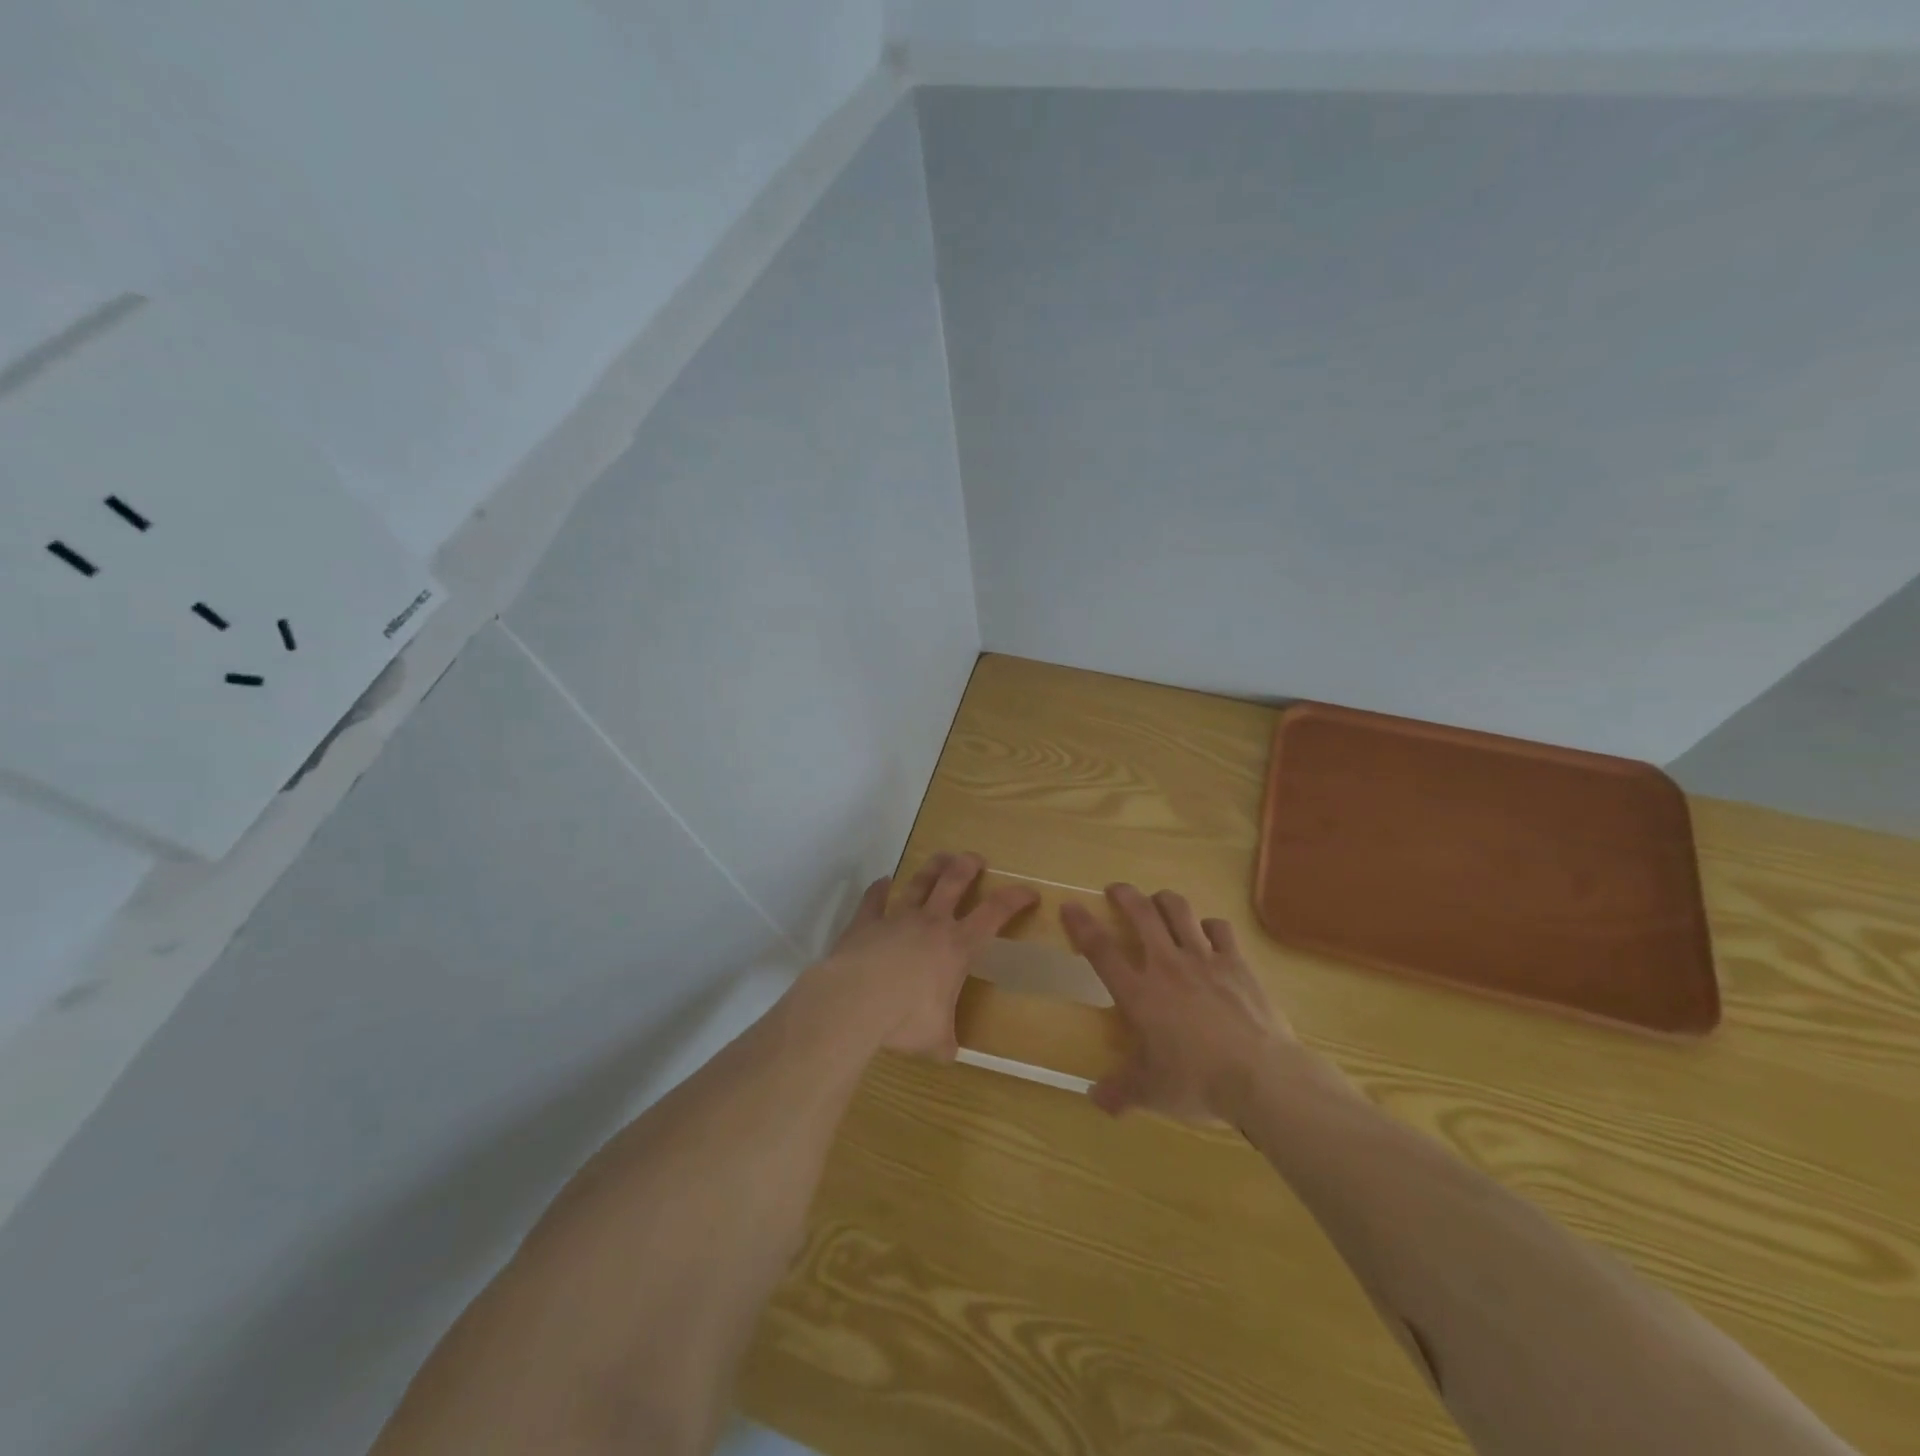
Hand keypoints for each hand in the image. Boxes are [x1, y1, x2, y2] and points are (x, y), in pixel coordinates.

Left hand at [810, 852, 1037, 1059]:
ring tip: (941, 857)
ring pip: (918, 882)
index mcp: (957, 946)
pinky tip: (882, 882)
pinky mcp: (865, 922)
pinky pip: (874, 900)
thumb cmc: (905, 1019)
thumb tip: (948, 1053)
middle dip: (968, 866)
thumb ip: (944, 1041)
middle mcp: (930, 923)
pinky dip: (879, 889)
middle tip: (976, 859)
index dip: (1015, 898)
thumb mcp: (935, 1039)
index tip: (1029, 892)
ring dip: (932, 867)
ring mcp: (896, 918)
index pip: (995, 913)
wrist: (855, 1001)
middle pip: (954, 881)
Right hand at [1062, 884, 1297, 1122]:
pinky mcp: (1236, 962)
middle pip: (1141, 914)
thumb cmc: (1198, 1082)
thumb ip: (1120, 1092)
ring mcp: (1204, 959)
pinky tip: (1207, 932)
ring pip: (1179, 910)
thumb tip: (1094, 1099)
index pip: (1101, 950)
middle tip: (1116, 889)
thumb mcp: (1152, 1094)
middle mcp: (1167, 965)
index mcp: (1139, 993)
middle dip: (1125, 895)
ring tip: (1158, 900)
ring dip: (1164, 900)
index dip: (1082, 925)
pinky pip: (1219, 928)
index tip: (1070, 906)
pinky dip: (1209, 925)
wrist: (1261, 1076)